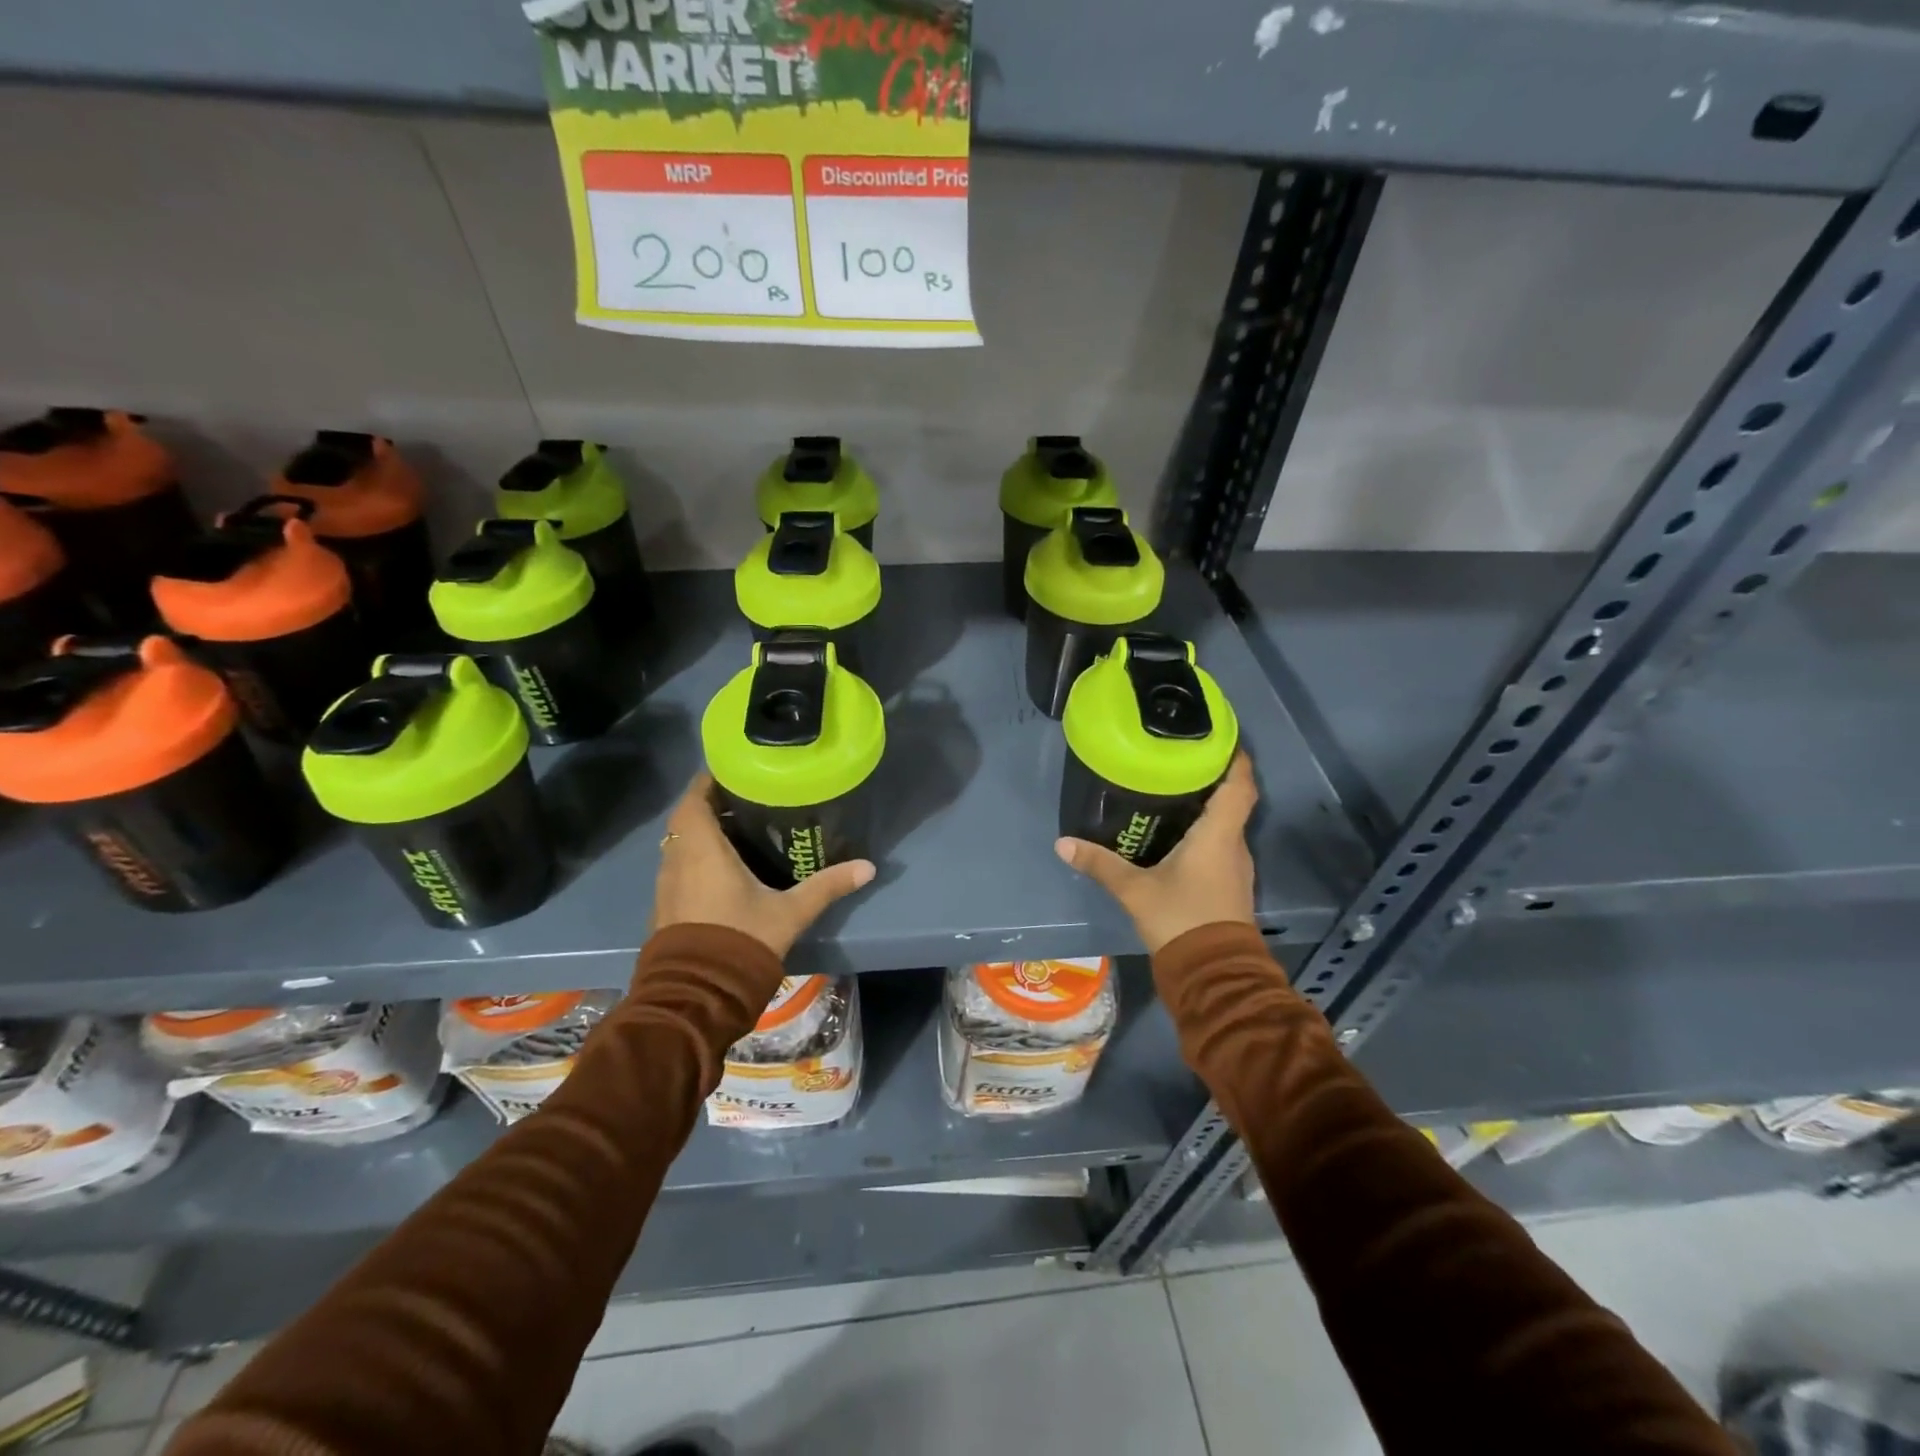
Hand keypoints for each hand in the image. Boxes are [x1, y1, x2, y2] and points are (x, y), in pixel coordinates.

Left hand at [653, 771, 876, 956]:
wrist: (697, 995)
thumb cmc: (740, 939)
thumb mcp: (791, 911)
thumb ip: (827, 885)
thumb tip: (868, 867)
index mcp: (702, 848)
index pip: (694, 797)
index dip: (710, 780)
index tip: (735, 771)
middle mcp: (677, 859)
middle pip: (687, 818)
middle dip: (713, 805)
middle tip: (748, 799)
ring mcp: (666, 884)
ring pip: (680, 843)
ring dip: (703, 833)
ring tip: (740, 828)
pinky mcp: (665, 906)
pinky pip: (679, 866)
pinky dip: (697, 857)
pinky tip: (725, 868)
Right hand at [1055, 751, 1257, 953]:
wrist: (1213, 974)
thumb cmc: (1180, 919)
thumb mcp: (1134, 890)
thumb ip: (1100, 864)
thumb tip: (1063, 844)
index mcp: (1218, 835)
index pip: (1239, 785)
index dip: (1235, 758)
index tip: (1220, 737)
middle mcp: (1234, 845)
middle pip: (1233, 801)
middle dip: (1212, 779)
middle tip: (1179, 760)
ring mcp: (1235, 868)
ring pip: (1226, 825)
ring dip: (1208, 807)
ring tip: (1174, 791)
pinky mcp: (1230, 886)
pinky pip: (1221, 846)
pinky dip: (1205, 833)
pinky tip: (1177, 835)